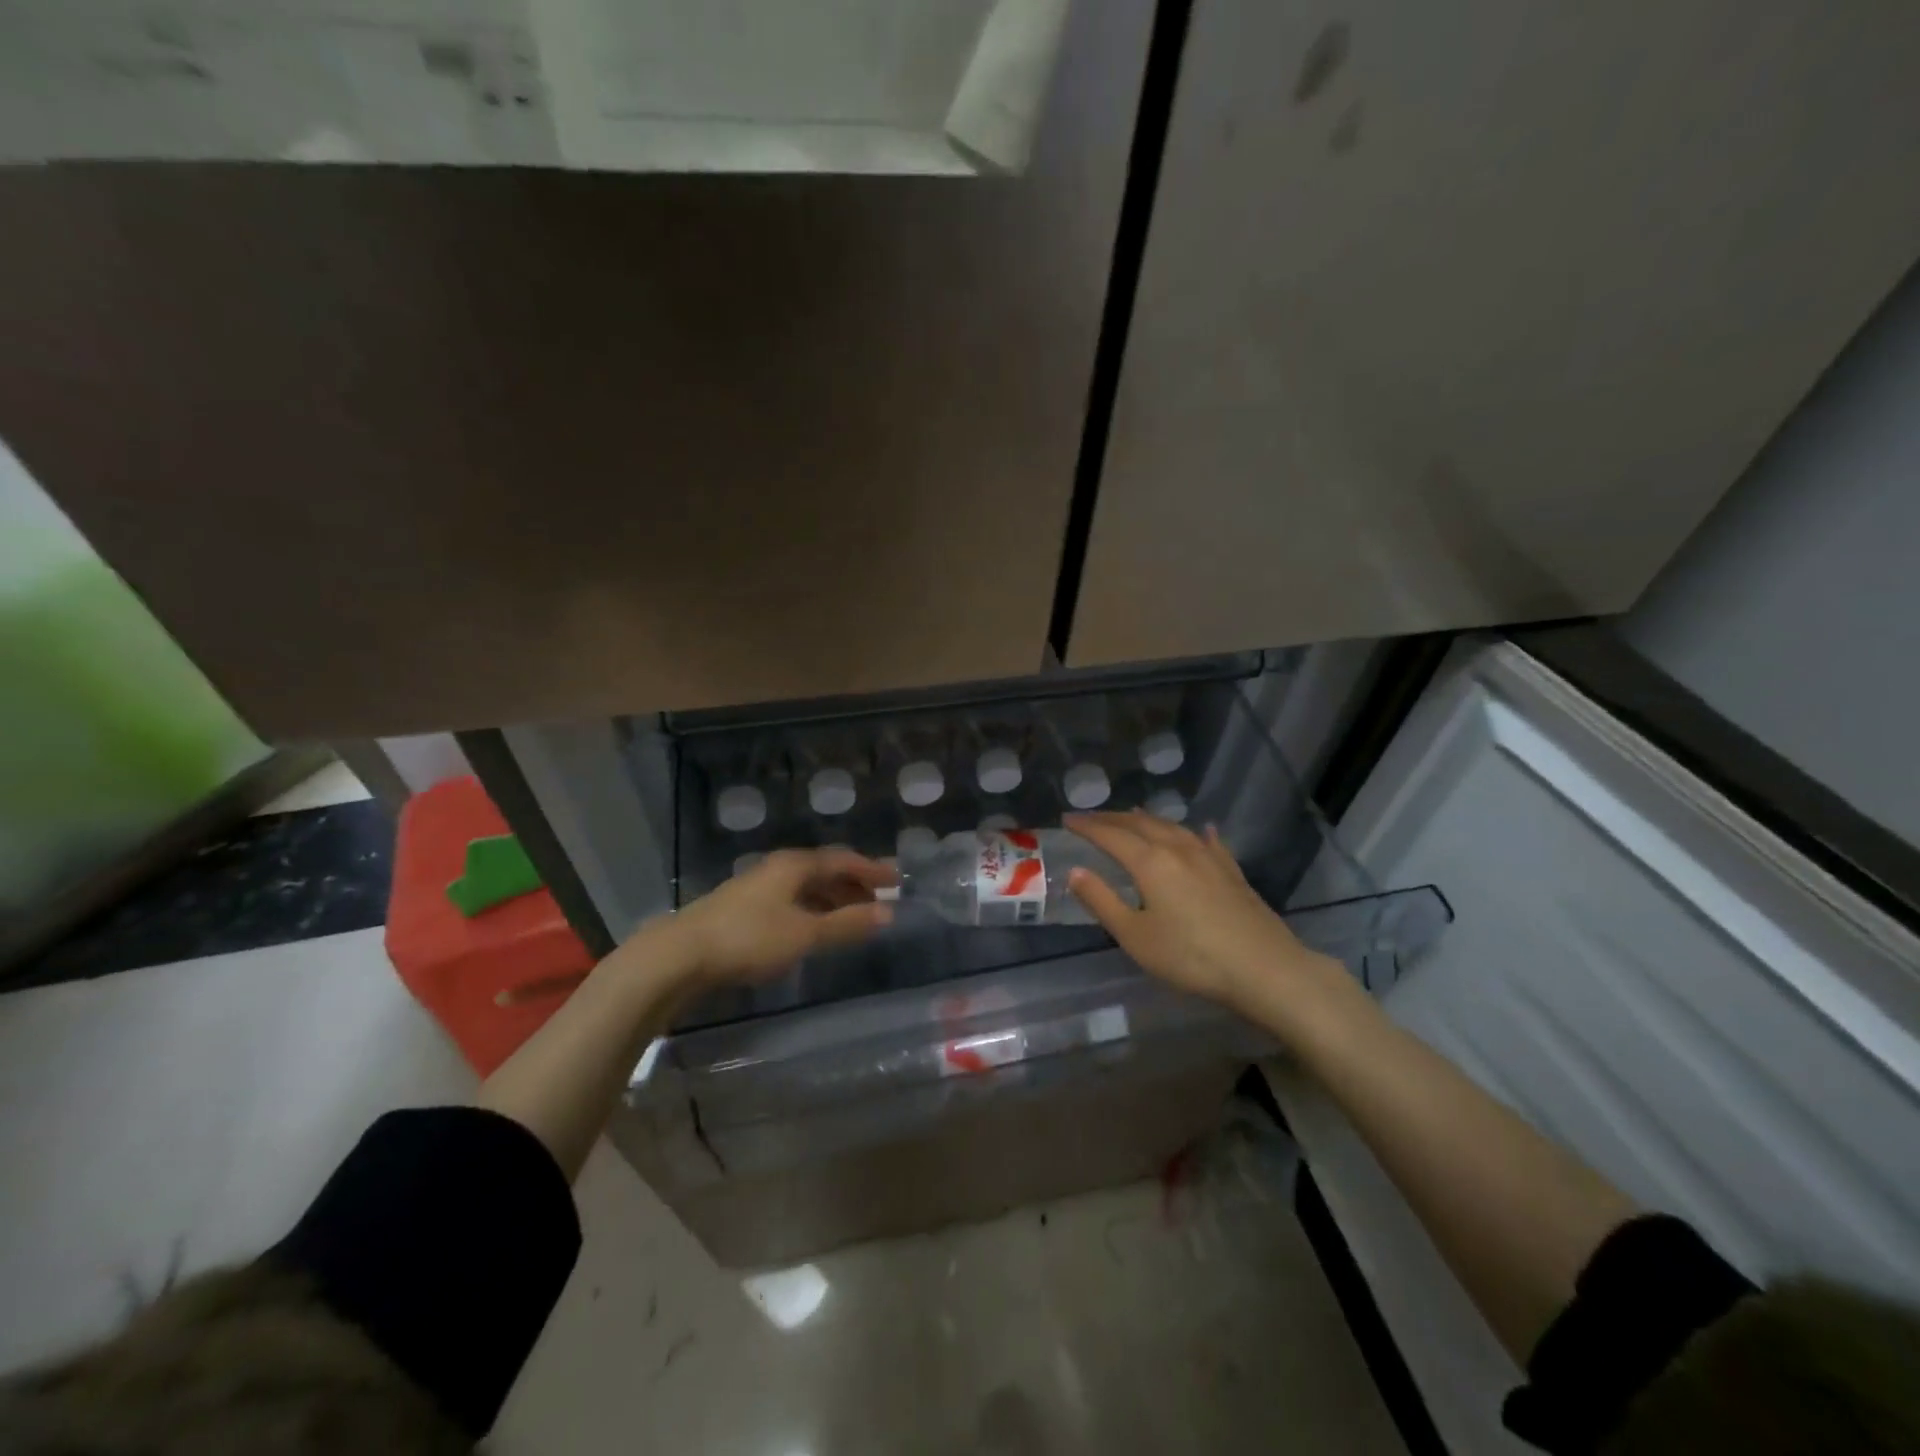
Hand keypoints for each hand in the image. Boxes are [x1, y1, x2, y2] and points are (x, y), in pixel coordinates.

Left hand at [660, 847, 895, 988]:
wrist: (679, 955)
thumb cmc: (749, 939)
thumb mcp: (805, 933)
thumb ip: (847, 924)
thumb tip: (889, 913)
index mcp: (795, 865)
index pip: (843, 860)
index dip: (872, 870)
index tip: (897, 879)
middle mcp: (778, 869)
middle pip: (824, 871)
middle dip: (854, 884)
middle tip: (880, 900)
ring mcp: (757, 888)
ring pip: (806, 888)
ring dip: (833, 899)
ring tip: (853, 917)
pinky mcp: (743, 909)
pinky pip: (791, 902)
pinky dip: (812, 911)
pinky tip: (814, 929)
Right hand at [1064, 811, 1332, 1010]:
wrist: (1264, 969)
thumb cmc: (1191, 957)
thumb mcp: (1135, 936)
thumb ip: (1102, 901)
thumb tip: (1075, 871)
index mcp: (1150, 862)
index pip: (1110, 835)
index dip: (1087, 827)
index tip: (1067, 819)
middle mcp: (1178, 849)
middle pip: (1141, 824)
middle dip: (1113, 818)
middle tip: (1092, 817)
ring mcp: (1209, 858)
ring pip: (1173, 827)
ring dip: (1148, 819)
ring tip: (1133, 815)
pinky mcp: (1232, 872)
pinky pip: (1208, 841)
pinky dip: (1195, 832)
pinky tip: (1202, 830)